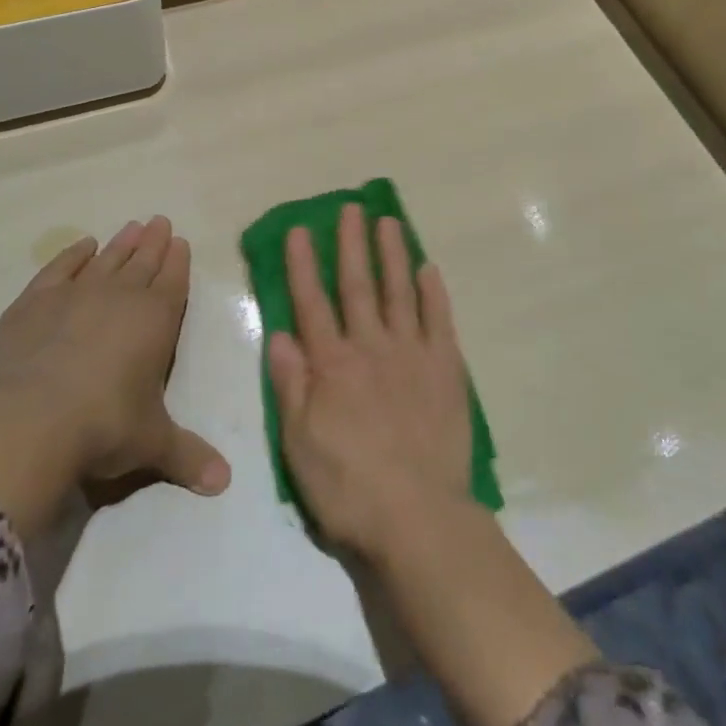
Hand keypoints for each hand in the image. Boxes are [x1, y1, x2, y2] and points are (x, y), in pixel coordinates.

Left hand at [0, 217, 229, 532]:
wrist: (31, 419)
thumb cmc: (105, 426)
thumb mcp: (152, 444)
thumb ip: (189, 456)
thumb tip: (225, 483)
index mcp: (156, 320)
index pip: (173, 280)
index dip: (178, 260)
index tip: (180, 240)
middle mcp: (121, 296)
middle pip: (142, 261)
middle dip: (154, 242)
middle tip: (160, 221)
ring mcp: (76, 294)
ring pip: (107, 259)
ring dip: (121, 243)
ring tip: (131, 226)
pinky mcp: (35, 302)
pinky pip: (60, 268)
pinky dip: (72, 255)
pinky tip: (82, 246)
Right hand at [268, 206, 597, 725]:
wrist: (418, 518)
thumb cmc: (349, 487)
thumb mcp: (299, 445)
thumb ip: (290, 386)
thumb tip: (280, 335)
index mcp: (332, 366)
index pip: (312, 303)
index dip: (304, 265)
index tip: (300, 229)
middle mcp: (371, 347)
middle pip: (358, 285)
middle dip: (351, 244)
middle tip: (349, 208)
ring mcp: (412, 355)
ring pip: (399, 292)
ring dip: (392, 255)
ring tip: (388, 222)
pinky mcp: (446, 369)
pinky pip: (440, 321)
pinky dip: (434, 293)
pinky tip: (429, 269)